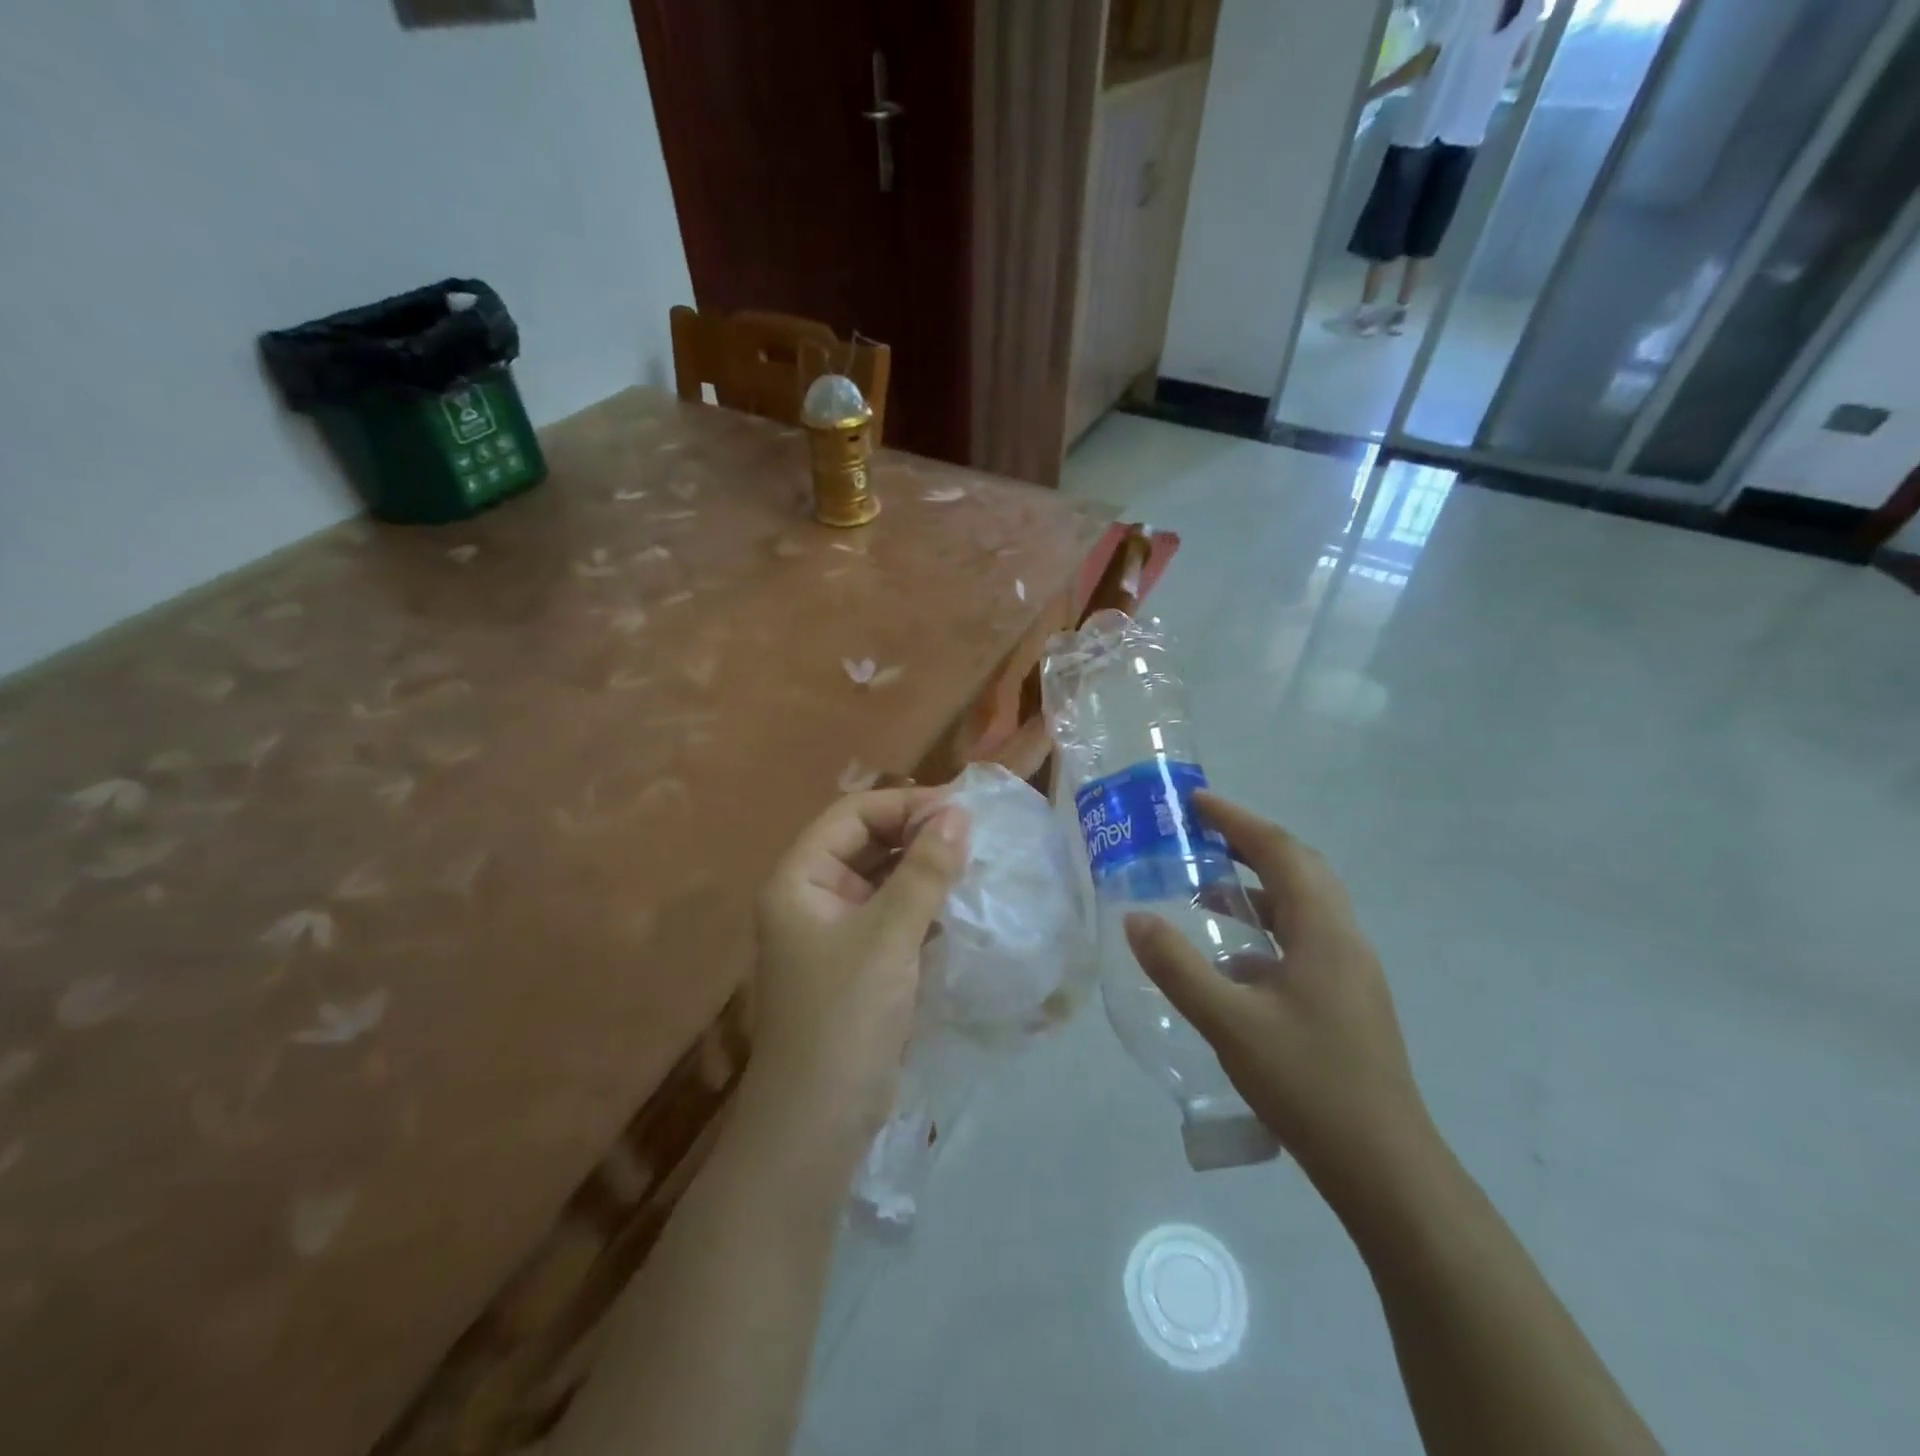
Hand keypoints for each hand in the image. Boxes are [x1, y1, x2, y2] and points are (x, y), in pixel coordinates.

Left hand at [748, 788, 970, 1157]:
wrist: (817, 1124)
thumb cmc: (844, 1018)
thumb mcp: (888, 938)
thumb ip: (924, 873)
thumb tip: (958, 813)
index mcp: (799, 879)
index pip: (852, 815)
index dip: (904, 804)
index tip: (960, 809)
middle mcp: (812, 897)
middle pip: (867, 843)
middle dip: (918, 835)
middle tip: (975, 835)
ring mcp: (834, 932)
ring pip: (883, 880)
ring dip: (925, 871)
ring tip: (976, 863)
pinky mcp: (859, 963)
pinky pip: (893, 915)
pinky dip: (924, 906)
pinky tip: (961, 905)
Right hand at [1123, 792, 1437, 1215]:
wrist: (1384, 1167)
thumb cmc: (1308, 1085)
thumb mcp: (1230, 1023)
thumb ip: (1178, 967)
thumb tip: (1136, 918)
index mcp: (1324, 932)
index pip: (1280, 853)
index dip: (1237, 821)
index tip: (1196, 803)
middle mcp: (1344, 940)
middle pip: (1300, 869)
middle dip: (1250, 843)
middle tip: (1201, 834)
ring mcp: (1351, 971)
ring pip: (1304, 906)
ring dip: (1258, 886)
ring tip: (1207, 890)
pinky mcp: (1347, 999)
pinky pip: (1304, 939)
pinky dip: (1266, 928)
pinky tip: (1233, 962)